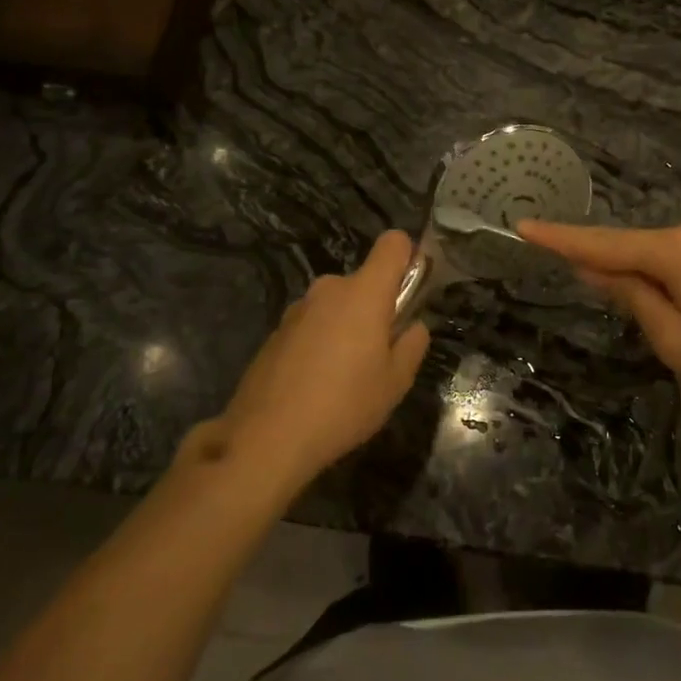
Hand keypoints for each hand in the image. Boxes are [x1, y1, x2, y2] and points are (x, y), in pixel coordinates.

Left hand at [217, 231, 430, 492]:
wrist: (267, 437)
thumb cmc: (344, 405)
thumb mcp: (395, 383)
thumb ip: (412, 345)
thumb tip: (414, 326)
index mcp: (364, 292)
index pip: (393, 243)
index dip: (408, 257)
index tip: (412, 292)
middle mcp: (329, 289)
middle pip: (364, 282)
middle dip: (376, 308)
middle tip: (380, 354)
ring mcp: (298, 308)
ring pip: (337, 305)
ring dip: (346, 326)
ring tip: (345, 376)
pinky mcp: (276, 331)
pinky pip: (312, 324)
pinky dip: (320, 342)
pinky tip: (315, 383)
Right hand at [518, 214, 680, 414]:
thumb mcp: (678, 340)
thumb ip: (634, 300)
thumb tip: (599, 270)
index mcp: (676, 248)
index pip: (603, 243)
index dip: (560, 239)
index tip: (523, 226)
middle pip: (639, 251)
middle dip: (624, 280)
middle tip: (643, 326)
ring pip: (670, 260)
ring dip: (659, 287)